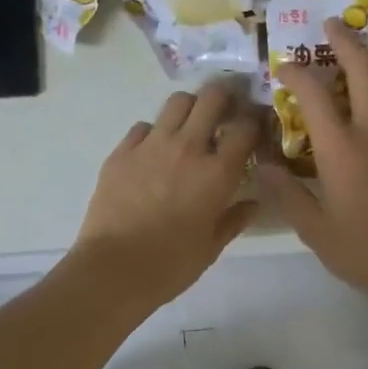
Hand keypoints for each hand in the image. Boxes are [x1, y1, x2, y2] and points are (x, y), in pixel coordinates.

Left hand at [72, 82, 260, 307]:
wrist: (113, 270)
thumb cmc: (170, 265)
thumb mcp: (211, 247)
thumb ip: (234, 220)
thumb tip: (253, 204)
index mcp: (217, 173)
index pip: (245, 128)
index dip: (254, 121)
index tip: (254, 127)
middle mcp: (187, 148)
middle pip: (212, 98)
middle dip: (224, 98)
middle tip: (224, 113)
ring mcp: (151, 146)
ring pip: (177, 102)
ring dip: (189, 108)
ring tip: (189, 126)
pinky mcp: (121, 152)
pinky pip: (143, 126)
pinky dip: (154, 132)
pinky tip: (153, 152)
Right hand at [256, 19, 367, 318]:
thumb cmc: (362, 251)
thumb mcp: (312, 227)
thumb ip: (284, 191)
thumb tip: (259, 163)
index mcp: (341, 148)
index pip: (313, 92)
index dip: (295, 72)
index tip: (284, 67)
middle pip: (362, 68)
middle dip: (344, 40)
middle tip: (331, 24)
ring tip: (361, 56)